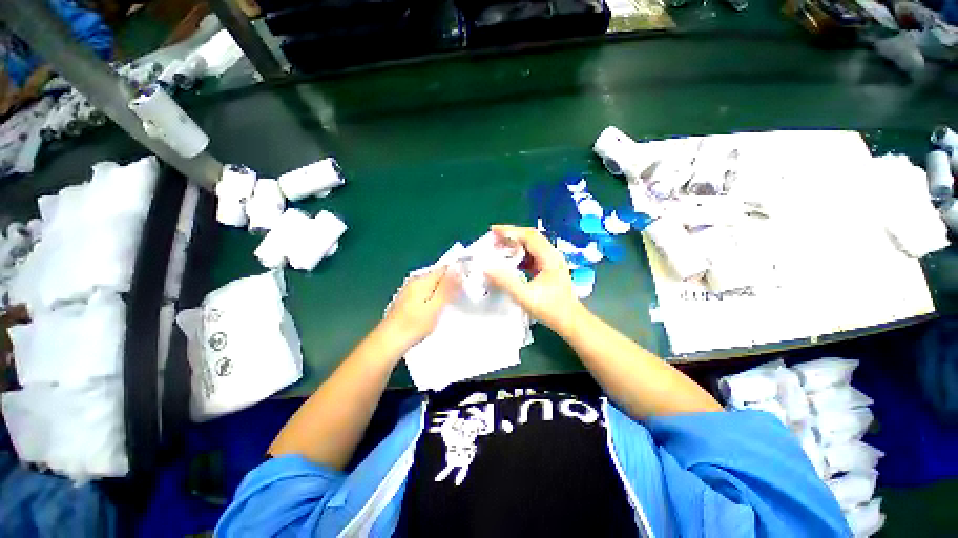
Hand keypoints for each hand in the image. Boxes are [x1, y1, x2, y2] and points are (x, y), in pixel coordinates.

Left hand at [381, 267, 459, 349]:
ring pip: (431, 285)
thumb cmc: (415, 324)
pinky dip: (432, 297)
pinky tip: (434, 309)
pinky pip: (425, 292)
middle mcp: (415, 280)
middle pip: (438, 276)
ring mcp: (409, 289)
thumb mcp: (436, 305)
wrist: (389, 340)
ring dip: (441, 291)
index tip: (466, 286)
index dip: (457, 274)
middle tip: (460, 298)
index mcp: (422, 280)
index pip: (444, 268)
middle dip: (450, 284)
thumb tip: (458, 267)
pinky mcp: (406, 299)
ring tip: (449, 305)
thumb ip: (447, 286)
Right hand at [484, 225, 583, 331]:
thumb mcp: (525, 296)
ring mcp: (551, 261)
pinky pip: (532, 255)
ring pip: (531, 246)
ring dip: (515, 245)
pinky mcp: (548, 268)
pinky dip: (519, 254)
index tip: (493, 230)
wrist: (570, 321)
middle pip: (530, 237)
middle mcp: (552, 255)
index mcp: (550, 258)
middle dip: (511, 236)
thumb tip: (486, 268)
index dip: (510, 231)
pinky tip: (509, 261)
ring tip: (498, 248)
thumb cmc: (551, 309)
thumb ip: (505, 281)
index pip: (529, 236)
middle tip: (492, 239)